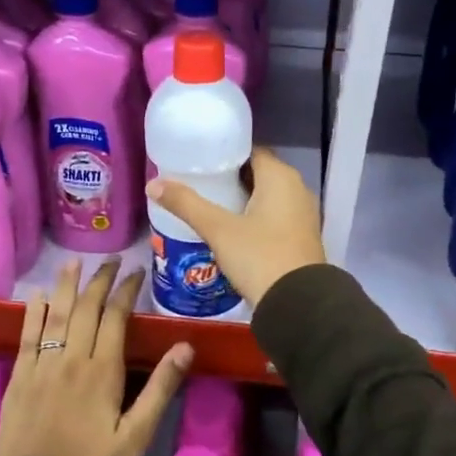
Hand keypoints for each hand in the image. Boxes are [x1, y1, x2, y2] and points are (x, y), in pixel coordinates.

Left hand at [0, 258, 193, 455]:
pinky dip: (33, 313)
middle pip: (86, 309)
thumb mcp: (136, 436)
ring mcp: (41, 366)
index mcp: (102, 371)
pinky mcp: (19, 379)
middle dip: (100, 280)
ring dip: (66, 286)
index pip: (116, 317)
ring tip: (73, 262)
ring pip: (55, 315)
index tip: (135, 272)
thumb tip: (185, 346)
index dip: (126, 290)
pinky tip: (38, 297)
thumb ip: (160, 388)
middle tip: (111, 261)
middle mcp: (71, 359)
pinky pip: (27, 336)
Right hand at [146, 147, 325, 308]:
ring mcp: (302, 214)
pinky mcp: (301, 237)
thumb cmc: (259, 257)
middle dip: (229, 178)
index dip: (225, 154)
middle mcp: (297, 189)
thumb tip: (153, 183)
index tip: (199, 160)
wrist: (298, 305)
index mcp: (281, 177)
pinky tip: (230, 229)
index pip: (251, 151)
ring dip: (241, 199)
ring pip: (266, 197)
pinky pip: (274, 216)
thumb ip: (186, 204)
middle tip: (197, 183)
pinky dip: (254, 217)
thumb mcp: (218, 230)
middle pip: (258, 173)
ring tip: (208, 205)